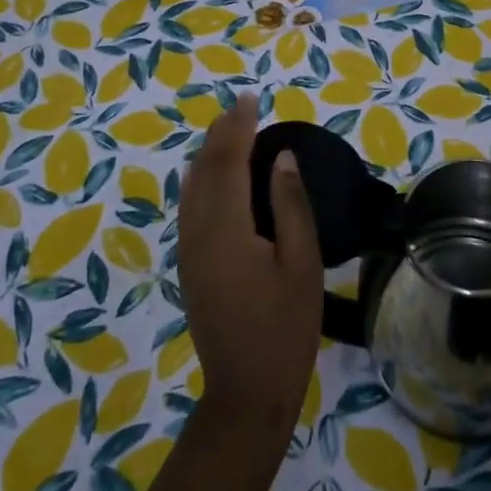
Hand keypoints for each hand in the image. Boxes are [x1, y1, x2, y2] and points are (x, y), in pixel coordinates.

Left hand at [177, 94, 323, 436]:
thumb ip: (290, 205)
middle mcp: (197, 232)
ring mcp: (188, 250)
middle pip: (203, 169)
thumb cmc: (285, 328)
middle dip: (220, 134)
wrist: (246, 391)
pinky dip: (202, 179)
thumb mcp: (301, 264)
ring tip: (228, 131)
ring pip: (191, 187)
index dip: (238, 127)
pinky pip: (189, 207)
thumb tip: (281, 157)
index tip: (251, 99)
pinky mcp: (189, 265)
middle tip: (241, 108)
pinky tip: (214, 176)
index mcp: (226, 228)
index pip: (228, 161)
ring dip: (208, 154)